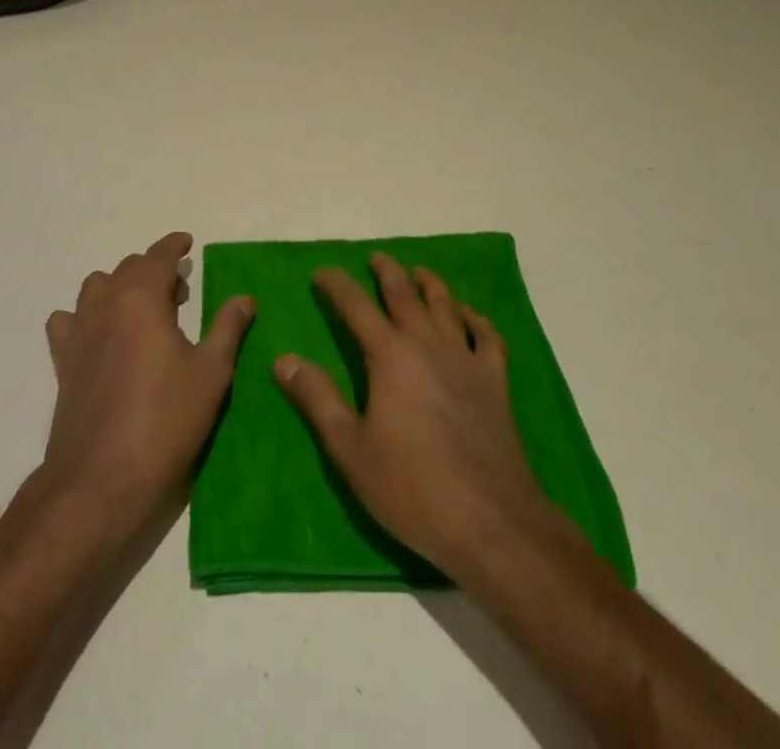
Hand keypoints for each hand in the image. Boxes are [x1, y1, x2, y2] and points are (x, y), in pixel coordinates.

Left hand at [40, 233, 255, 533]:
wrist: (101, 479)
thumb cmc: (165, 420)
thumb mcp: (211, 373)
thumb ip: (228, 328)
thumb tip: (245, 298)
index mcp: (141, 298)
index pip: (157, 256)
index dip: (173, 246)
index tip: (187, 243)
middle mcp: (105, 304)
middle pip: (128, 269)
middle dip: (154, 270)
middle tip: (180, 291)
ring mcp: (79, 332)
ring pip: (97, 288)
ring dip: (121, 287)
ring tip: (144, 311)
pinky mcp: (63, 362)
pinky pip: (69, 321)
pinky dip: (86, 316)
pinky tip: (102, 337)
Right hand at [274, 252, 565, 582]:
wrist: (491, 521)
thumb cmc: (412, 487)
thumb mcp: (349, 448)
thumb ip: (317, 398)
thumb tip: (284, 359)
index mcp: (390, 355)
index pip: (357, 306)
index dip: (337, 286)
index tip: (322, 273)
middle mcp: (428, 344)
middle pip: (405, 295)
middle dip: (387, 272)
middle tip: (376, 258)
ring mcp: (466, 360)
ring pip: (446, 306)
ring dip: (430, 284)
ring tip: (419, 273)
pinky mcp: (495, 382)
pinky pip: (487, 337)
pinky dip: (477, 319)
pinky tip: (470, 316)